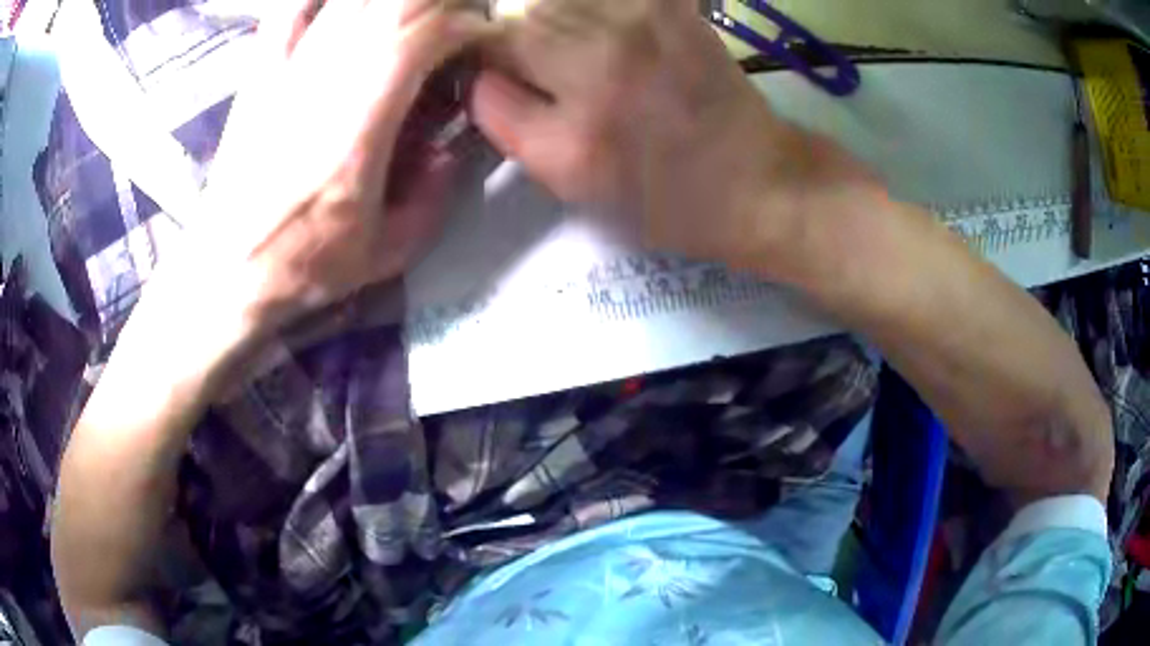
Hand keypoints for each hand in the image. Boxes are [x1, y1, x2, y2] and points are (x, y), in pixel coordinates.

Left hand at [182, 0, 493, 330]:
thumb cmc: (302, 264)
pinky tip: (343, 12)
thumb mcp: (386, 252)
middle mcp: (322, 76)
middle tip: (449, 31)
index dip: (467, 25)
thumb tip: (450, 147)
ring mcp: (286, 65)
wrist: (225, 267)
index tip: (478, 47)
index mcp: (357, 121)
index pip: (424, 29)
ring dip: (394, 2)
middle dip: (440, 6)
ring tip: (406, 24)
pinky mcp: (261, 67)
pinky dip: (324, 2)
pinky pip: (293, 7)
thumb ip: (434, 197)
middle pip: (396, 0)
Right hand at [473, 0, 874, 273]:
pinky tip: (605, 32)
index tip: (492, 76)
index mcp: (573, 126)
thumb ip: (509, 125)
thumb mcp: (572, 182)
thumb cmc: (664, 196)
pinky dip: (588, 6)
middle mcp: (603, 62)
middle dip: (514, 39)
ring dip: (551, 18)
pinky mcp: (671, 6)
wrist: (756, 180)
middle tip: (539, 65)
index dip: (479, 63)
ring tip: (577, 50)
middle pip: (519, 18)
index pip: (487, 62)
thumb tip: (477, 76)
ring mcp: (642, 23)